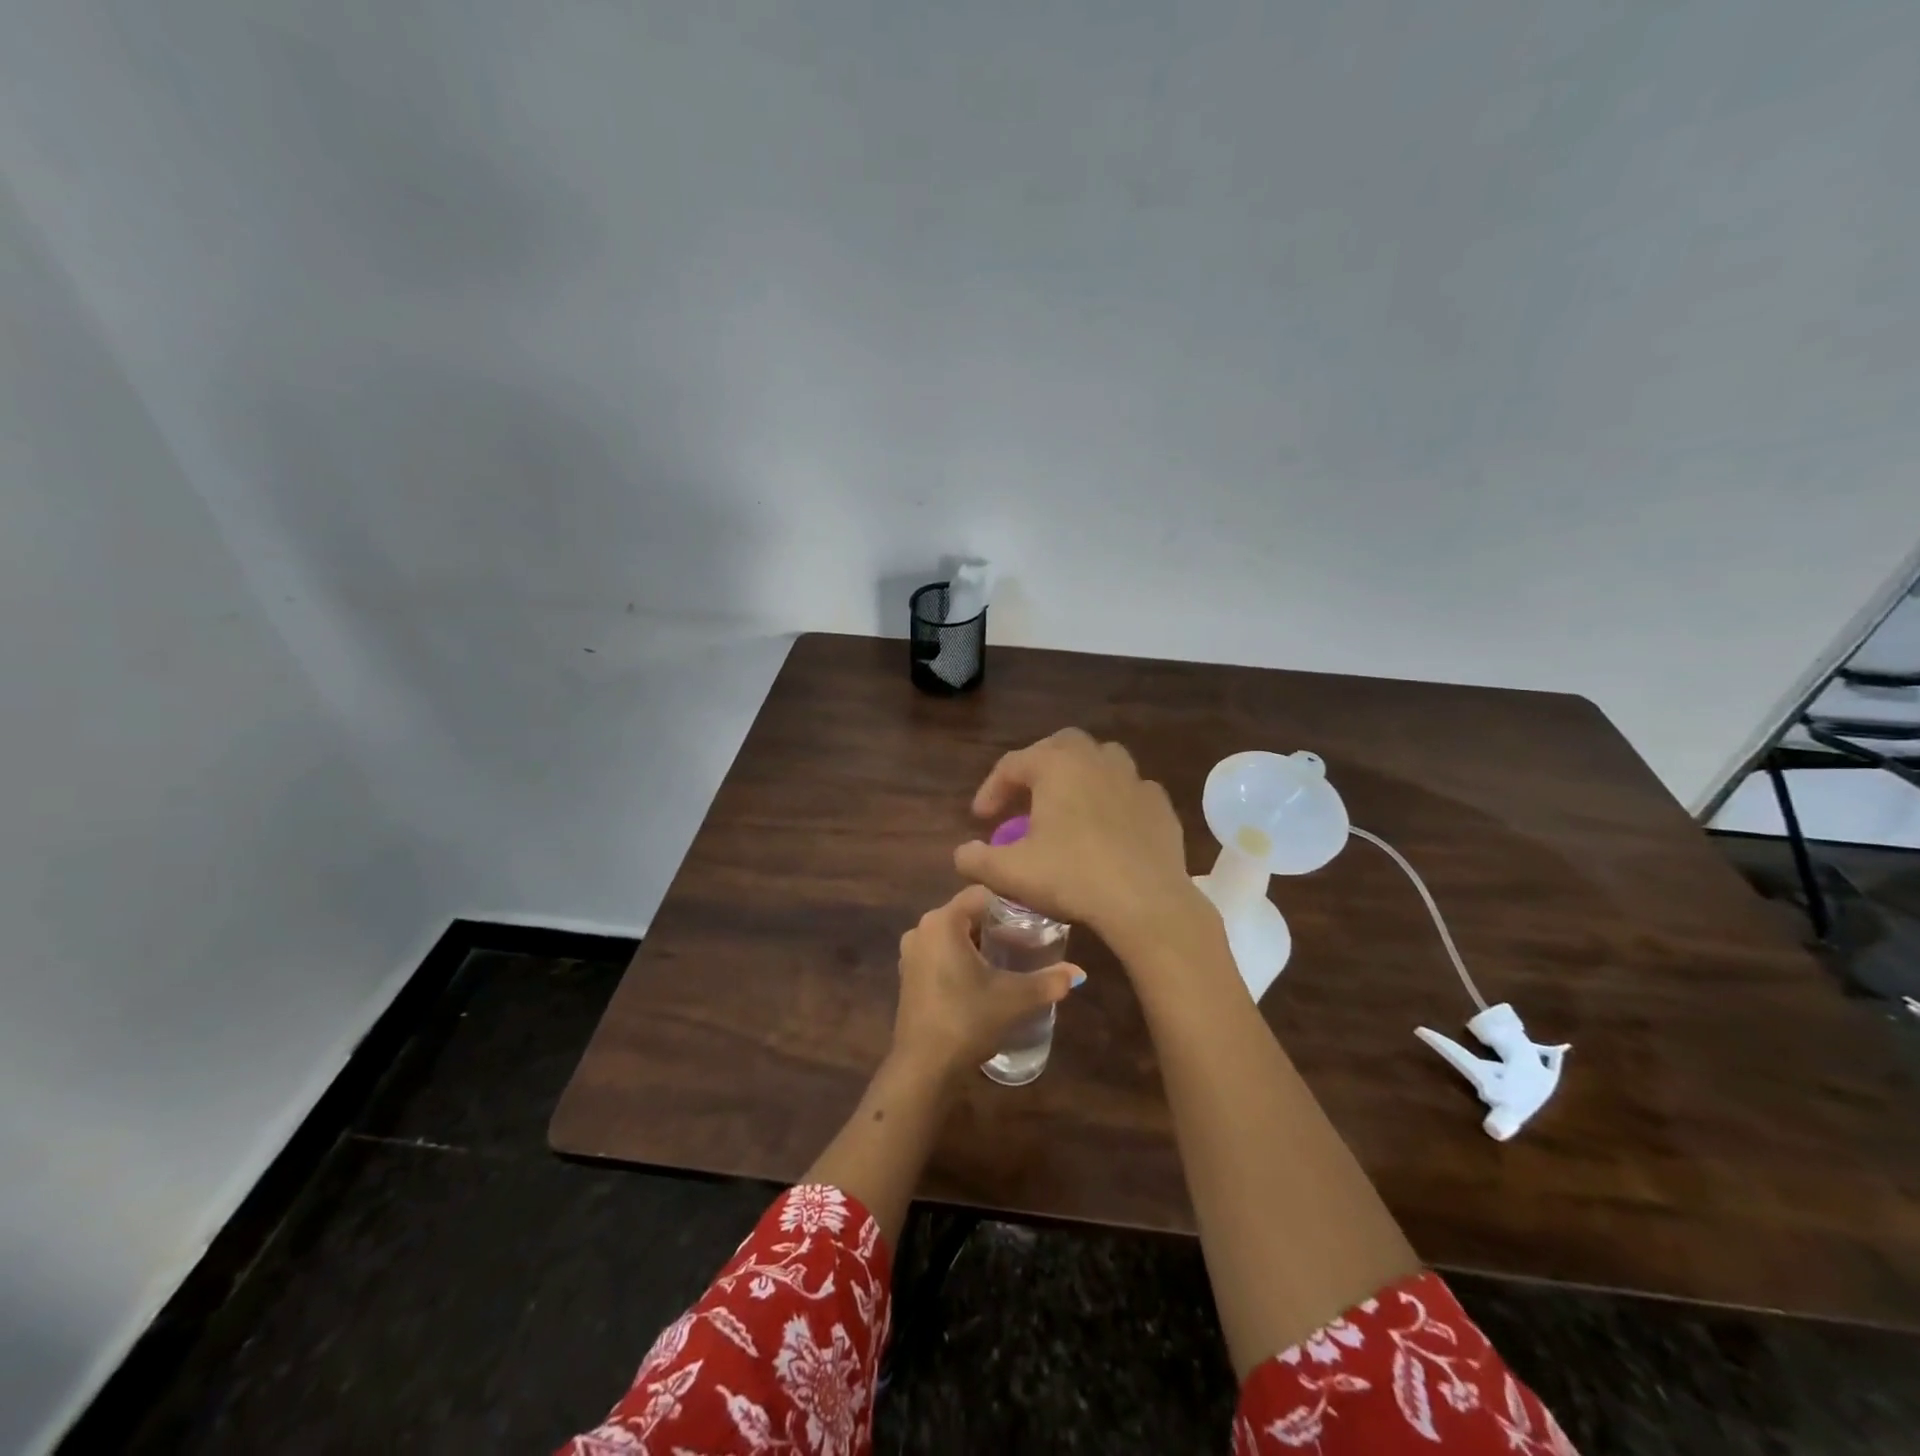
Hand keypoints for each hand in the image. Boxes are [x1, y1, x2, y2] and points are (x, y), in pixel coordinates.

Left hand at [891, 884, 1083, 1074]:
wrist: (923, 1067)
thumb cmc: (967, 1020)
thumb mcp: (1014, 999)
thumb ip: (1049, 981)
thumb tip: (1079, 972)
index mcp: (942, 921)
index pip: (981, 894)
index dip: (1009, 902)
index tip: (1034, 917)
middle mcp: (922, 928)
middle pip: (966, 913)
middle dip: (996, 923)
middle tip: (1028, 939)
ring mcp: (911, 953)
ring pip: (952, 934)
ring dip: (978, 942)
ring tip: (1010, 958)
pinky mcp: (908, 975)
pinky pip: (940, 952)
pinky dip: (960, 957)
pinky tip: (983, 978)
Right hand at [953, 728, 1207, 953]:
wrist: (1145, 901)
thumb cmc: (1072, 876)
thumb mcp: (1011, 873)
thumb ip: (977, 860)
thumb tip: (962, 854)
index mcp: (1056, 765)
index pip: (1012, 765)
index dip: (992, 789)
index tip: (981, 818)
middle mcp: (1096, 759)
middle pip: (1060, 746)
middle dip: (1038, 766)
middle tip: (1025, 798)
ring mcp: (1134, 779)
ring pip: (1101, 760)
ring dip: (1080, 775)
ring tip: (1068, 805)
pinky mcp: (1160, 805)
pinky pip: (1130, 791)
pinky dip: (1113, 800)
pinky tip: (1108, 827)